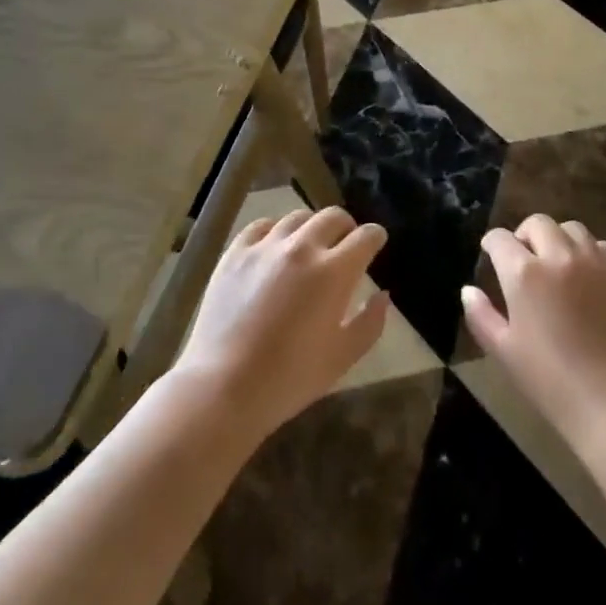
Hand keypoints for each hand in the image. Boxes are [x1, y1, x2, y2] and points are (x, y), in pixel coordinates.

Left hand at [170, 205, 389, 437]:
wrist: (223, 388)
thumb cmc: (290, 378)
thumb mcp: (342, 358)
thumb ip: (370, 323)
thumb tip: (382, 294)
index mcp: (334, 272)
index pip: (365, 236)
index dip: (375, 237)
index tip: (375, 244)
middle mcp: (303, 247)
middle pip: (333, 216)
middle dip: (346, 227)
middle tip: (344, 245)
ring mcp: (266, 246)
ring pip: (298, 217)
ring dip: (312, 228)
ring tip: (309, 247)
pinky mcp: (235, 252)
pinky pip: (262, 226)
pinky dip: (275, 231)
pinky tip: (275, 247)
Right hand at [462, 215, 605, 447]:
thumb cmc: (550, 382)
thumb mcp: (504, 351)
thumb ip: (480, 315)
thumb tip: (468, 289)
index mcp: (524, 273)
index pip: (499, 239)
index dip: (492, 245)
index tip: (491, 256)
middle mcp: (559, 255)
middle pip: (537, 223)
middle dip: (525, 236)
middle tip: (526, 260)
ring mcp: (595, 260)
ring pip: (572, 229)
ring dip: (559, 240)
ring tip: (559, 265)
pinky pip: (605, 246)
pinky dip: (593, 253)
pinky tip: (591, 275)